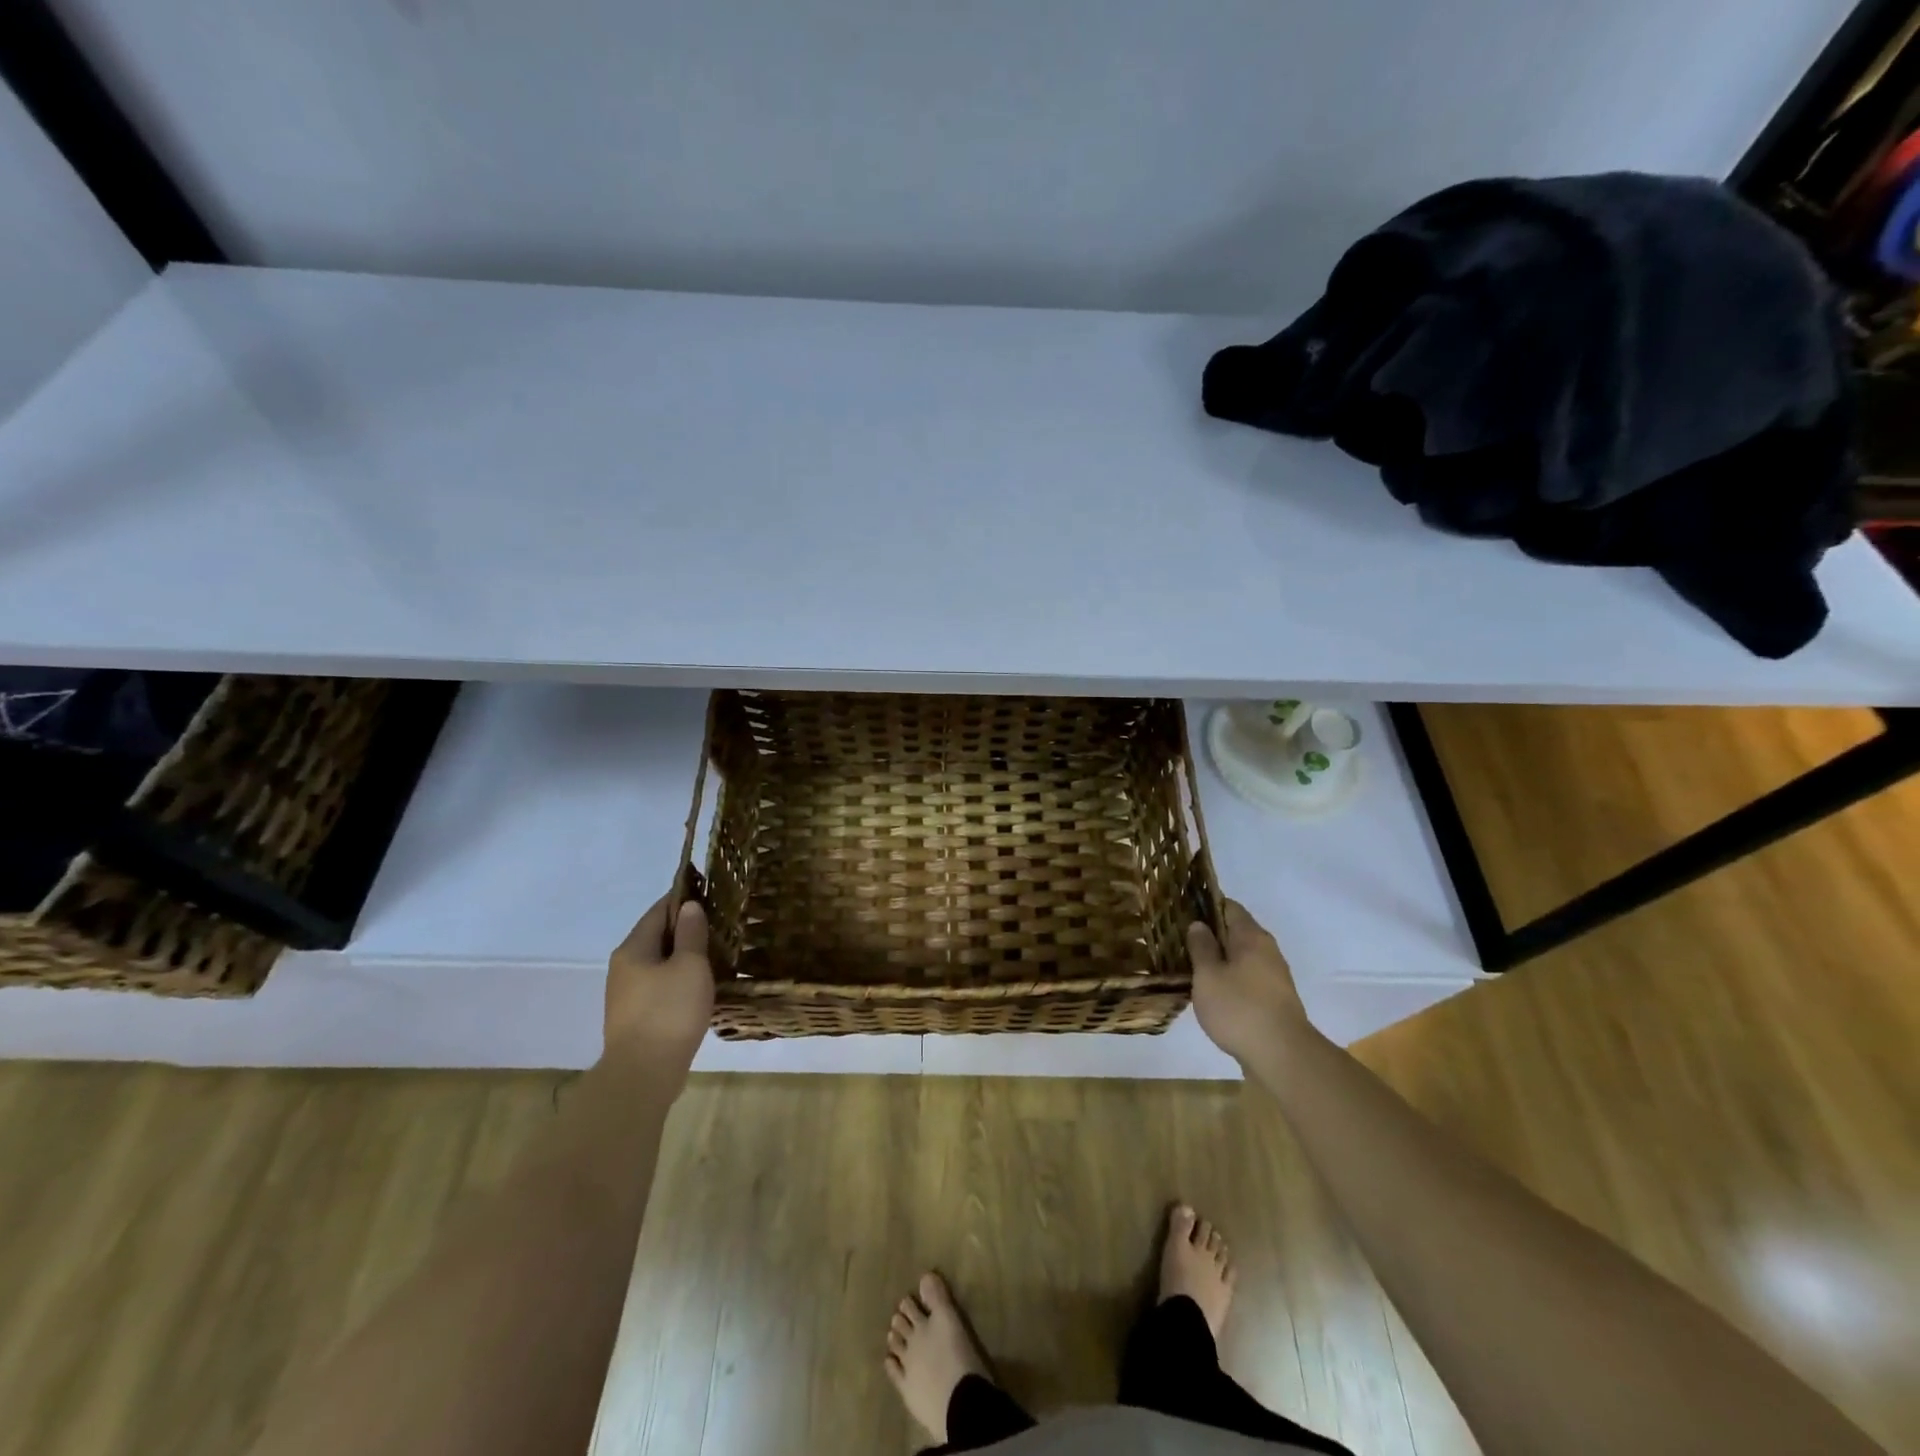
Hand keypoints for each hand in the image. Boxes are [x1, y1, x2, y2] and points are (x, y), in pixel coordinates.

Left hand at [605, 893, 714, 1071]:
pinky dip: (679, 980)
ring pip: (659, 963)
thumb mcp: (690, 966)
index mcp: (633, 948)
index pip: (659, 910)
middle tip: (720, 925)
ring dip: (684, 957)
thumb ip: (691, 933)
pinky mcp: (636, 1017)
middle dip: (686, 929)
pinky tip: (700, 987)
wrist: (643, 1075)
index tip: (710, 894)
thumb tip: (688, 905)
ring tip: (716, 954)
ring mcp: (627, 995)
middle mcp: (624, 967)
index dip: (683, 899)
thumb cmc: (669, 1011)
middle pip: (657, 936)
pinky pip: (660, 986)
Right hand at [1189, 900, 1313, 1067]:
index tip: (1182, 913)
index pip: (1228, 907)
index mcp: (1251, 937)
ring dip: (1220, 958)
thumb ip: (1201, 947)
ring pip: (1241, 956)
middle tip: (1180, 941)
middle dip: (1210, 934)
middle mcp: (1267, 950)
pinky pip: (1248, 977)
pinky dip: (1230, 978)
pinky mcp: (1275, 998)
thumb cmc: (1239, 1008)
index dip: (1205, 906)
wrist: (1282, 1056)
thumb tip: (1199, 924)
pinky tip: (1212, 991)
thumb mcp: (1208, 975)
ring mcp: (1274, 975)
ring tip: (1191, 966)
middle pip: (1236, 931)